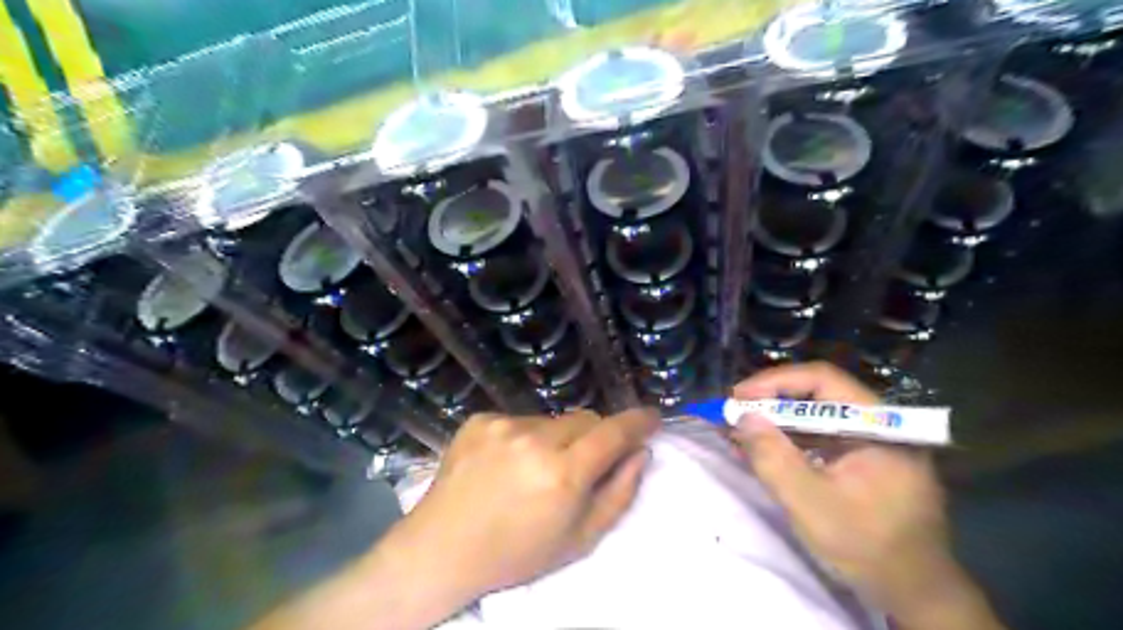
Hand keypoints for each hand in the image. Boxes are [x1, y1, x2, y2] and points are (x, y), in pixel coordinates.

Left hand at [392, 409, 660, 599]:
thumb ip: (618, 494)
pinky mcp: (480, 419)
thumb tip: (640, 453)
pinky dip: (524, 437)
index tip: (652, 417)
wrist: (443, 548)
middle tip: (581, 463)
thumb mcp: (579, 540)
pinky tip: (506, 464)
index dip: (637, 422)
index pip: (613, 432)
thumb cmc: (517, 554)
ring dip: (555, 439)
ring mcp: (502, 425)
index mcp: (562, 474)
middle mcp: (533, 440)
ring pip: (552, 420)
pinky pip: (520, 420)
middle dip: (593, 436)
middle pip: (584, 419)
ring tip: (534, 470)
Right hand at [739, 362, 998, 626]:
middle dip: (772, 401)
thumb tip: (744, 418)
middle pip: (818, 395)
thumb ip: (775, 459)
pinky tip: (764, 450)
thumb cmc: (868, 548)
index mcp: (880, 425)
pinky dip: (790, 440)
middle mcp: (879, 424)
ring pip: (816, 415)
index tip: (739, 397)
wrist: (915, 593)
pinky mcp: (863, 459)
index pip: (823, 380)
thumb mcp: (812, 505)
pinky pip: (821, 437)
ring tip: (742, 431)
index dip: (776, 382)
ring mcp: (873, 442)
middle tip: (735, 413)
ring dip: (777, 421)